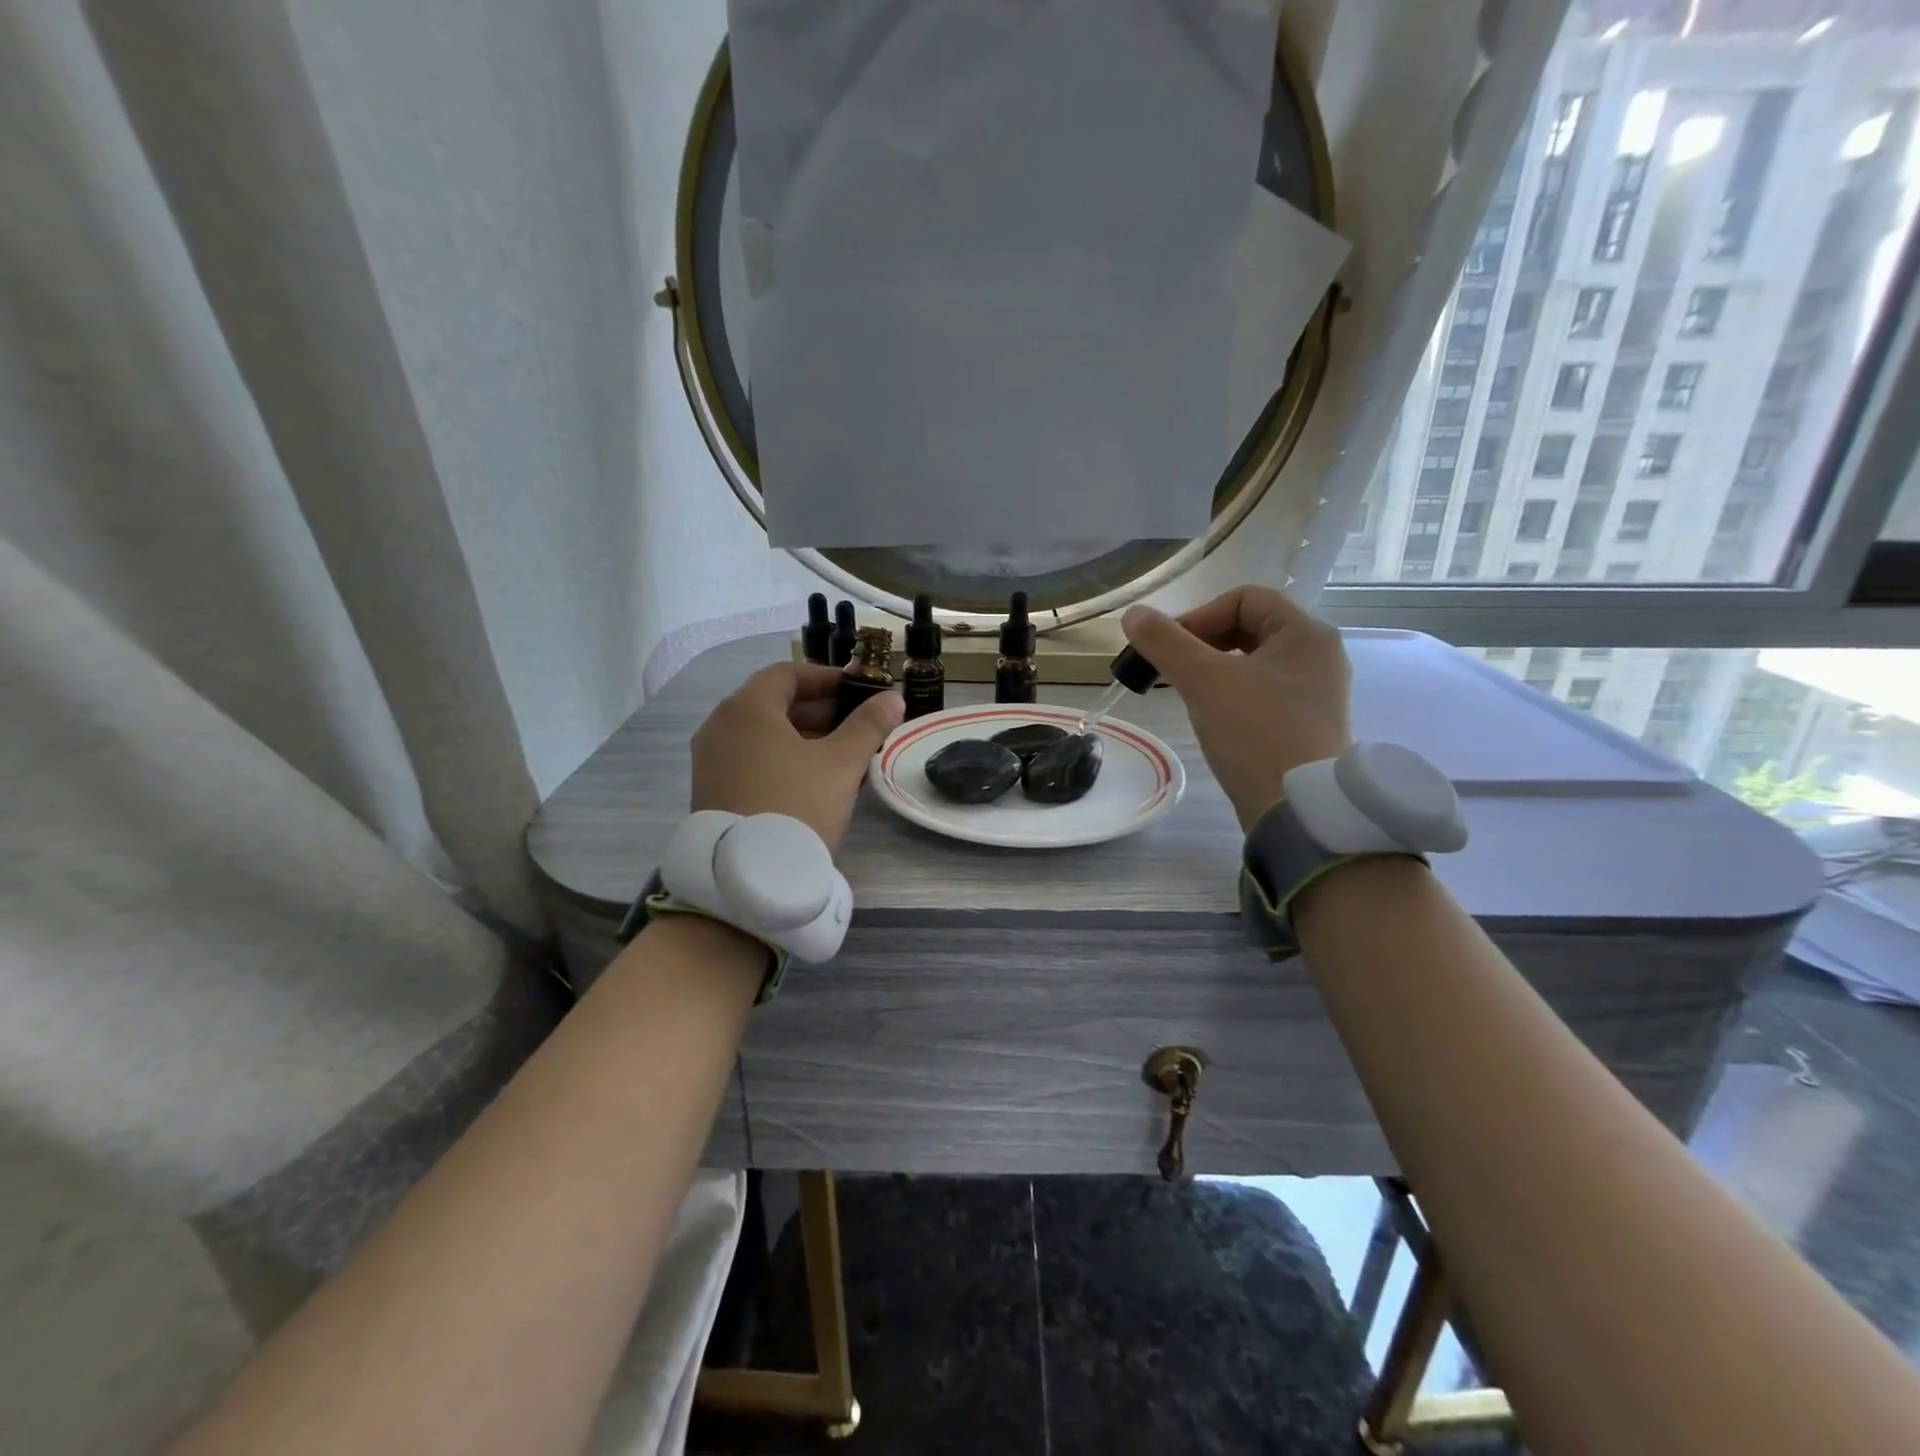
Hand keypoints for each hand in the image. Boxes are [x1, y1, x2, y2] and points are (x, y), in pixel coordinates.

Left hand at [690, 662, 903, 850]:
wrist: (749, 876)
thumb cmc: (796, 804)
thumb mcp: (840, 763)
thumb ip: (868, 725)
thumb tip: (893, 698)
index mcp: (746, 708)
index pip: (788, 673)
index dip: (827, 678)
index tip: (859, 691)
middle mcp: (720, 726)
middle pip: (774, 702)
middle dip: (819, 709)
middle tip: (857, 724)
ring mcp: (711, 759)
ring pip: (763, 733)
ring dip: (803, 735)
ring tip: (842, 753)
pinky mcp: (711, 789)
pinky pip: (751, 757)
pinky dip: (782, 757)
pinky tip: (813, 778)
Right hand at [1121, 587, 1351, 829]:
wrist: (1298, 810)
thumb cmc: (1256, 732)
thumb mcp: (1204, 681)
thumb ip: (1166, 642)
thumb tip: (1133, 614)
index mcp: (1305, 633)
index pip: (1245, 598)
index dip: (1200, 615)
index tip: (1167, 648)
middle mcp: (1317, 656)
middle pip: (1248, 628)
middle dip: (1201, 643)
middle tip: (1168, 669)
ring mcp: (1314, 693)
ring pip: (1251, 663)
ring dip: (1211, 670)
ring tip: (1185, 693)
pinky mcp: (1304, 724)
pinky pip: (1260, 692)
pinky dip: (1229, 694)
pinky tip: (1210, 717)